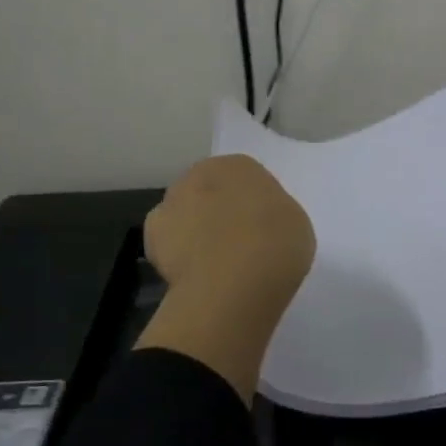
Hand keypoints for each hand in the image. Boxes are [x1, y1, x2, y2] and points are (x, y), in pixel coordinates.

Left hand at [138, 155, 314, 401]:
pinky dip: (175, 257)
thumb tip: (256, 224)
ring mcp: (171, 202)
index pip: (243, 180)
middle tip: (234, 247)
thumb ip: (271, 215)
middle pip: (209, 193)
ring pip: (184, 216)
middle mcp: (200, 173)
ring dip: (194, 233)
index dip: (250, 208)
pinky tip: (193, 277)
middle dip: (217, 214)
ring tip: (212, 268)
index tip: (259, 232)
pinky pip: (167, 244)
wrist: (234, 279)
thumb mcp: (293, 223)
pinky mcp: (151, 234)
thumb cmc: (276, 244)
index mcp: (239, 165)